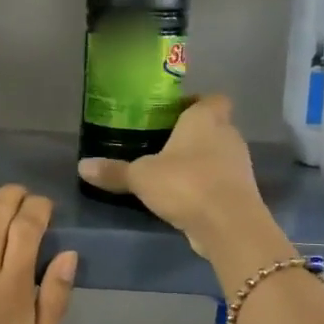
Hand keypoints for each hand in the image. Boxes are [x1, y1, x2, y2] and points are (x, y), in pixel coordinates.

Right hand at [76, 96, 268, 257]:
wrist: (228, 224)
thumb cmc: (185, 183)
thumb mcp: (141, 177)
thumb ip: (114, 170)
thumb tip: (82, 166)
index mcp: (205, 119)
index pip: (211, 98)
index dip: (195, 103)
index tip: (173, 114)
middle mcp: (228, 135)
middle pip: (214, 126)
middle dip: (193, 135)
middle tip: (163, 145)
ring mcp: (239, 164)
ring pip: (219, 154)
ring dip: (200, 161)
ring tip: (170, 173)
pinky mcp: (242, 192)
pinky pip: (221, 180)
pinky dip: (206, 185)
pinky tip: (184, 197)